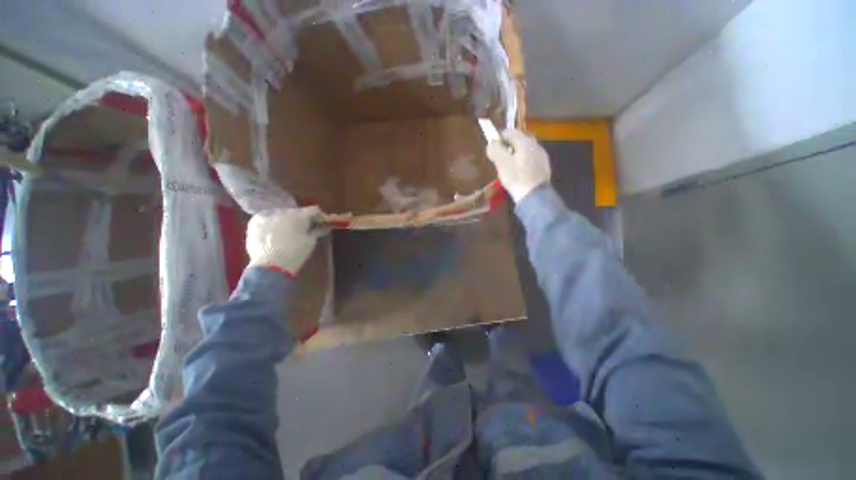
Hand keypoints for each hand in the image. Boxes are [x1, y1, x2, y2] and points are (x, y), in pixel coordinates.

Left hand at [246, 206, 322, 275]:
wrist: (270, 267)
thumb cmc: (295, 254)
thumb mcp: (310, 242)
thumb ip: (317, 231)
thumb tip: (325, 226)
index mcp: (299, 215)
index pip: (314, 210)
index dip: (320, 216)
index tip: (322, 223)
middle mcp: (282, 211)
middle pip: (297, 211)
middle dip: (302, 219)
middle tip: (306, 228)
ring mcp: (266, 215)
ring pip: (281, 214)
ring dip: (287, 220)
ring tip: (289, 232)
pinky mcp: (254, 222)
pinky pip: (268, 218)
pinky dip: (273, 223)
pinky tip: (275, 233)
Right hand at [486, 129, 550, 201]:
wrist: (534, 195)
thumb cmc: (516, 178)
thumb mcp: (501, 163)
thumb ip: (495, 150)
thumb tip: (491, 144)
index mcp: (525, 142)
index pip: (510, 132)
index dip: (498, 137)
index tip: (492, 148)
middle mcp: (535, 145)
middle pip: (518, 140)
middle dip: (507, 146)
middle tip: (498, 158)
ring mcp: (541, 155)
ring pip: (524, 149)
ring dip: (514, 154)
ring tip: (507, 166)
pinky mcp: (543, 166)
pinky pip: (529, 158)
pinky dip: (521, 161)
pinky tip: (517, 172)